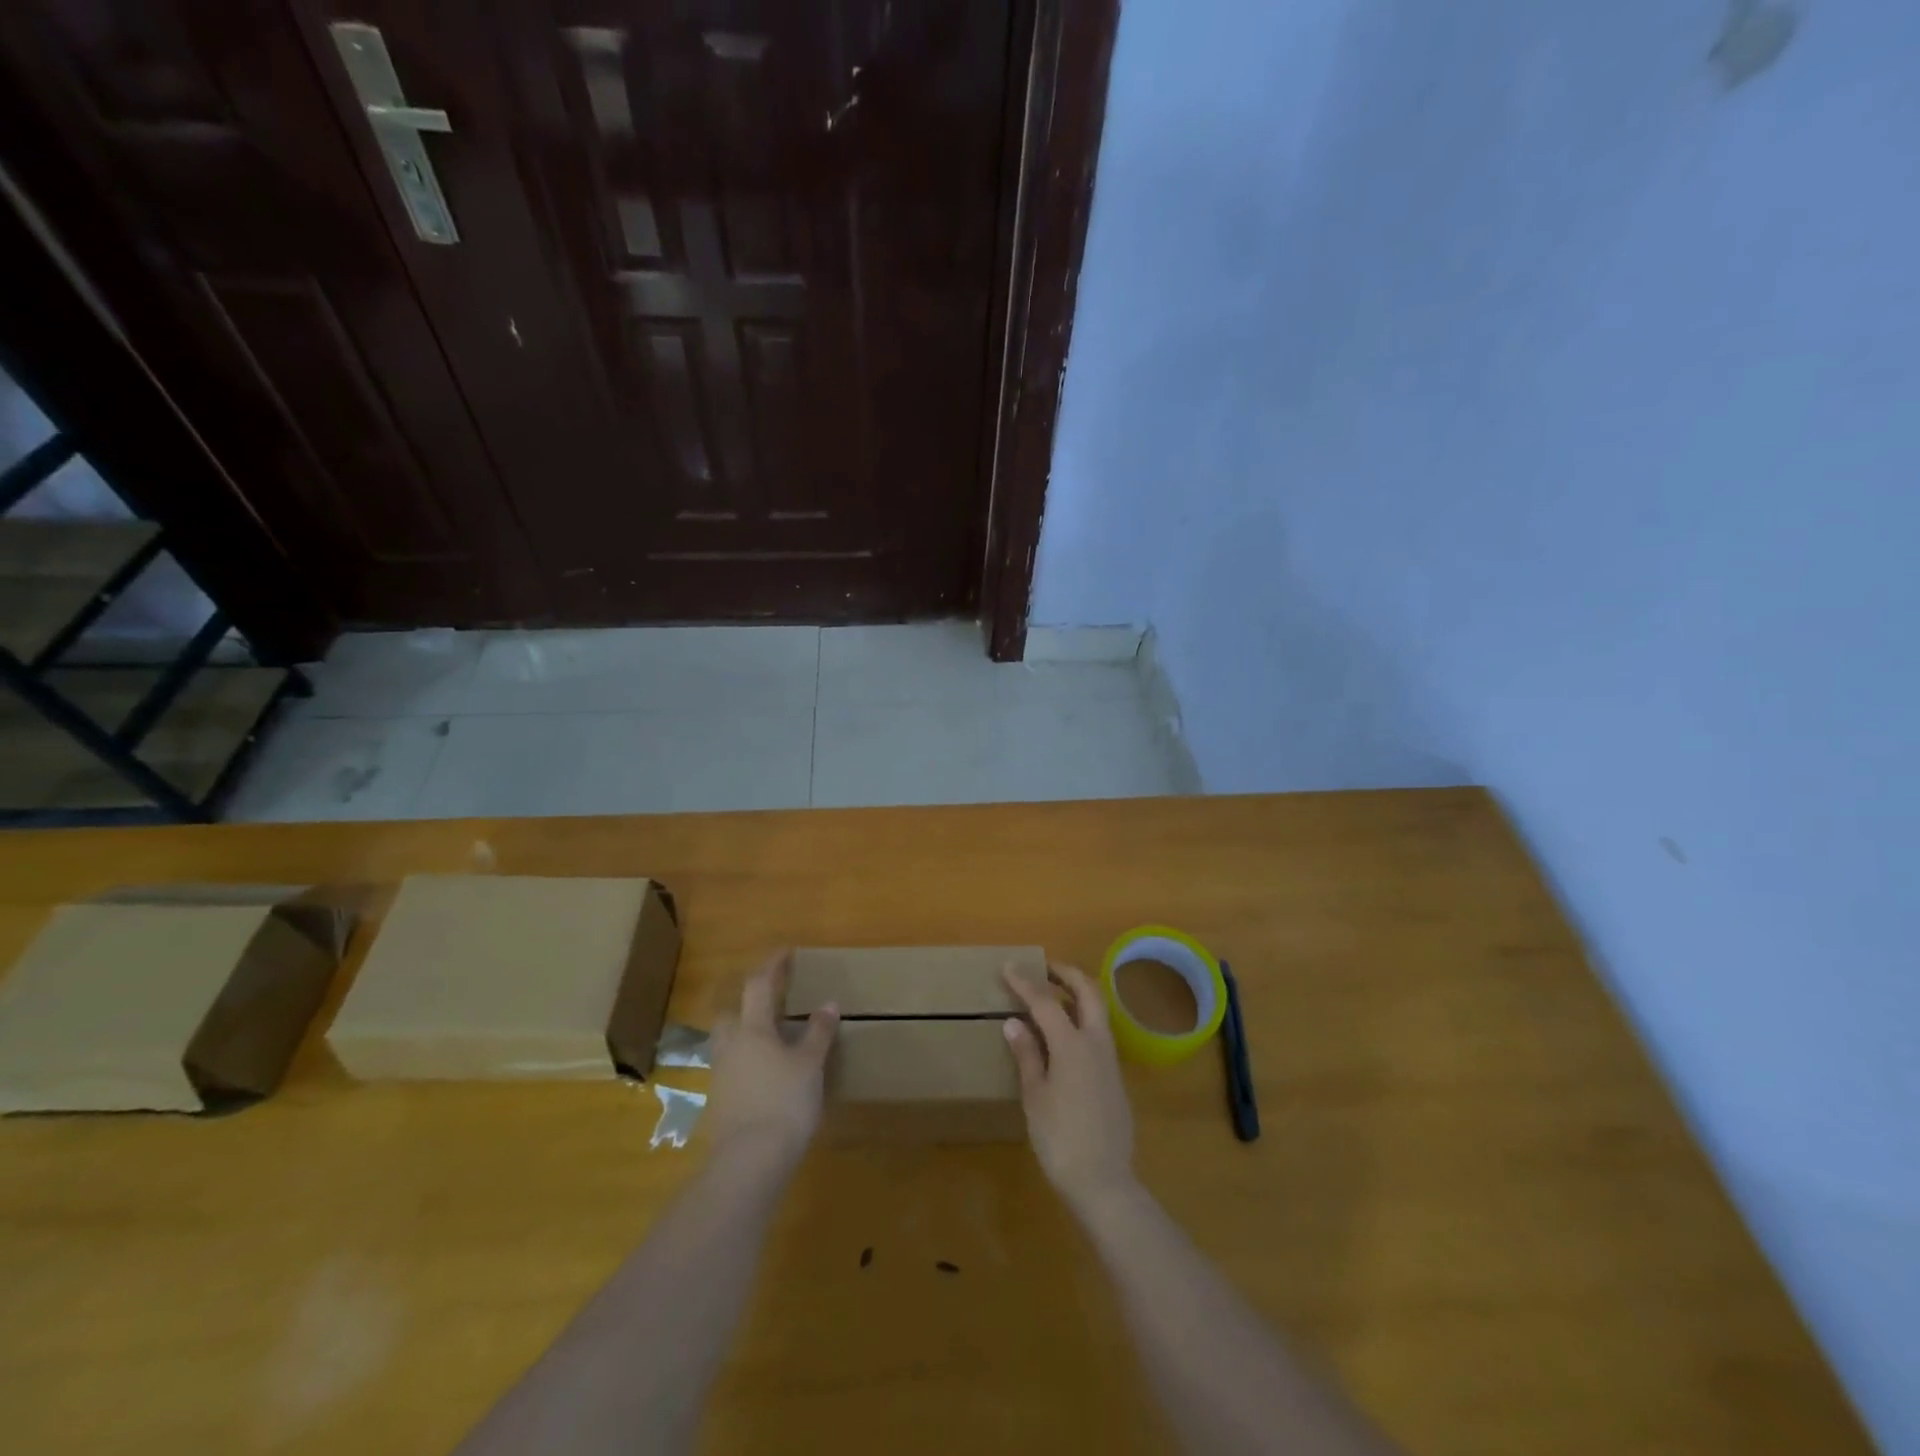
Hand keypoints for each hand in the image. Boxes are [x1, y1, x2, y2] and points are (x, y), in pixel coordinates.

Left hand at [707, 953, 838, 1168]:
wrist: (749, 1162)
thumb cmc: (784, 1103)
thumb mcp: (810, 1065)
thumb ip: (818, 1033)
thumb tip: (828, 1004)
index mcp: (752, 1029)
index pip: (758, 985)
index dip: (771, 965)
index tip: (785, 952)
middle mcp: (731, 1046)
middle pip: (731, 1014)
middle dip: (747, 1003)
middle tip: (771, 1002)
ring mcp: (721, 1076)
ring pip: (728, 1043)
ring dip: (745, 1033)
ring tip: (771, 1039)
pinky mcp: (720, 1103)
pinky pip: (732, 1068)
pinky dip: (747, 1062)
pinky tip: (765, 1074)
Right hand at [1002, 963, 1135, 1207]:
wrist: (1104, 1181)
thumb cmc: (1060, 1139)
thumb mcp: (1035, 1096)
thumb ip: (1027, 1054)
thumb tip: (1014, 1022)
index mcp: (1073, 1044)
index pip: (1046, 1002)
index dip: (1026, 983)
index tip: (1009, 967)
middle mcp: (1097, 1043)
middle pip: (1088, 992)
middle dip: (1066, 974)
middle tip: (1044, 969)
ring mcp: (1110, 1059)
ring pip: (1099, 1011)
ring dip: (1078, 994)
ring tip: (1053, 995)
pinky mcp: (1115, 1077)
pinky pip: (1100, 1032)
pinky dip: (1083, 1018)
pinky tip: (1065, 1033)